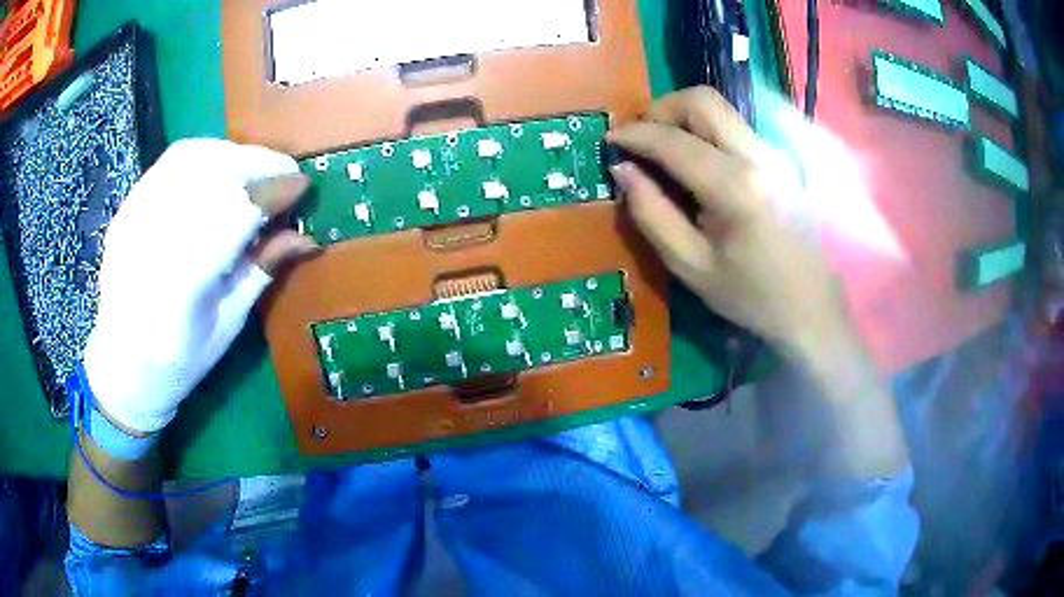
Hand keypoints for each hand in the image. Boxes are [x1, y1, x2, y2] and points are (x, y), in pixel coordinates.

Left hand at [83, 139, 315, 434]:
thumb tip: (305, 237)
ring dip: (234, 154)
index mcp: (183, 284)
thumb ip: (261, 272)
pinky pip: (172, 162)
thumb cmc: (178, 361)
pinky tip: (222, 167)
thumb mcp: (227, 326)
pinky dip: (206, 154)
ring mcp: (136, 216)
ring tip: (257, 168)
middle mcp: (154, 239)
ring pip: (192, 158)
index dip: (273, 191)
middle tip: (286, 174)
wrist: (121, 362)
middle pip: (213, 174)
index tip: (302, 187)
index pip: (235, 212)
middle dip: (259, 164)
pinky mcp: (129, 205)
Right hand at [608, 87, 850, 360]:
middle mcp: (758, 156)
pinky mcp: (781, 159)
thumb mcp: (690, 265)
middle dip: (662, 109)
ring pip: (721, 108)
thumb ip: (651, 213)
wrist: (811, 306)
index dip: (634, 134)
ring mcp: (775, 154)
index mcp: (734, 187)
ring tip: (666, 150)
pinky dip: (706, 131)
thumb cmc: (750, 295)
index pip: (673, 141)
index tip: (609, 140)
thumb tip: (623, 169)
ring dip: (685, 117)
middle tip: (644, 140)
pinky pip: (735, 127)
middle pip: (702, 100)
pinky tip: (699, 163)